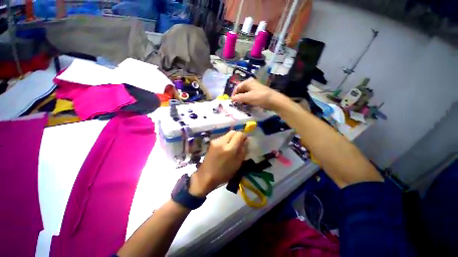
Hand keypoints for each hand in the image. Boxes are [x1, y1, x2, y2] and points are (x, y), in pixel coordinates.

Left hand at [189, 131, 247, 196]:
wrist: (206, 176)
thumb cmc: (224, 173)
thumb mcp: (237, 163)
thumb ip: (243, 150)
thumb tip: (246, 141)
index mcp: (230, 148)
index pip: (239, 134)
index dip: (244, 136)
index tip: (244, 142)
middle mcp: (222, 141)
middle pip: (233, 132)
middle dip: (237, 136)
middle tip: (239, 143)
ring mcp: (215, 141)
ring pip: (227, 134)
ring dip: (231, 138)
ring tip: (231, 147)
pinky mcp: (211, 142)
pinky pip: (222, 137)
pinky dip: (226, 140)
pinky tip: (224, 148)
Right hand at [231, 78, 288, 110]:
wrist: (274, 100)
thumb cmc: (260, 97)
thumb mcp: (247, 97)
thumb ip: (238, 98)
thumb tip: (232, 98)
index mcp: (248, 82)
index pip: (237, 87)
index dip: (234, 94)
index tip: (232, 101)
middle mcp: (251, 83)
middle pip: (241, 90)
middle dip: (238, 97)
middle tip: (236, 104)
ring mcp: (255, 88)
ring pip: (246, 93)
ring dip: (242, 99)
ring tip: (241, 105)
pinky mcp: (259, 93)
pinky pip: (250, 96)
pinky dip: (247, 100)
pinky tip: (247, 104)